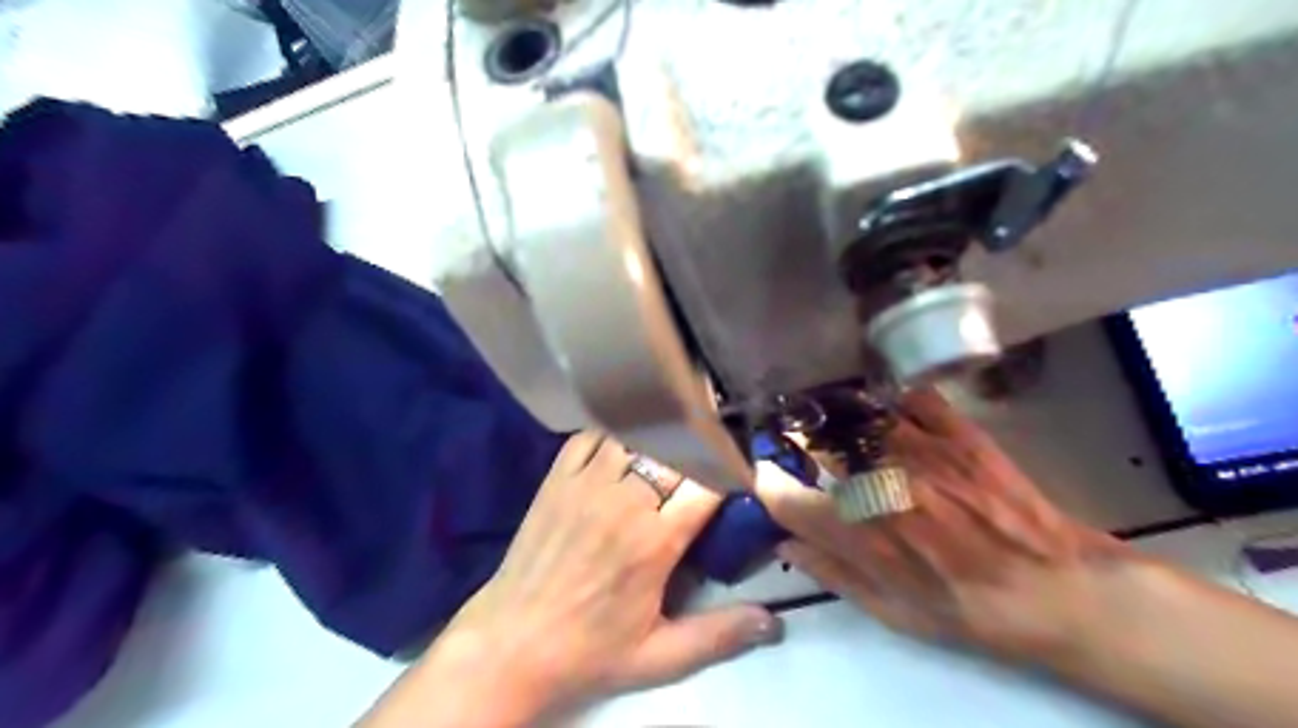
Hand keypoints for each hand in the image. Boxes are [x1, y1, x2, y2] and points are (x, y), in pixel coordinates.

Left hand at [371, 433, 780, 726]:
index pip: (707, 484)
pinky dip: (613, 430)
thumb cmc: (588, 652)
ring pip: (635, 434)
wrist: (510, 644)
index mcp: (655, 542)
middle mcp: (624, 501)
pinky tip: (626, 437)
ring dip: (660, 435)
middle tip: (712, 447)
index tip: (739, 469)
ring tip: (674, 436)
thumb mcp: (659, 657)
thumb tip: (776, 624)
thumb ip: (719, 635)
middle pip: (675, 451)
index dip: (729, 470)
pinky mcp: (557, 478)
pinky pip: (591, 435)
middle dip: (700, 446)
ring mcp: (586, 483)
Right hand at [756, 389, 1132, 667]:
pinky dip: (888, 400)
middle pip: (814, 443)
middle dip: (795, 443)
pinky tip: (884, 410)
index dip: (766, 484)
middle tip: (797, 447)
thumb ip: (832, 573)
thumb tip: (783, 543)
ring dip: (835, 418)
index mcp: (863, 533)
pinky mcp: (957, 432)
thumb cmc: (971, 610)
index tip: (767, 480)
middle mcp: (882, 483)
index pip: (786, 495)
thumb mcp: (893, 612)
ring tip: (834, 422)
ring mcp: (921, 450)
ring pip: (855, 415)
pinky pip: (907, 397)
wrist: (1060, 590)